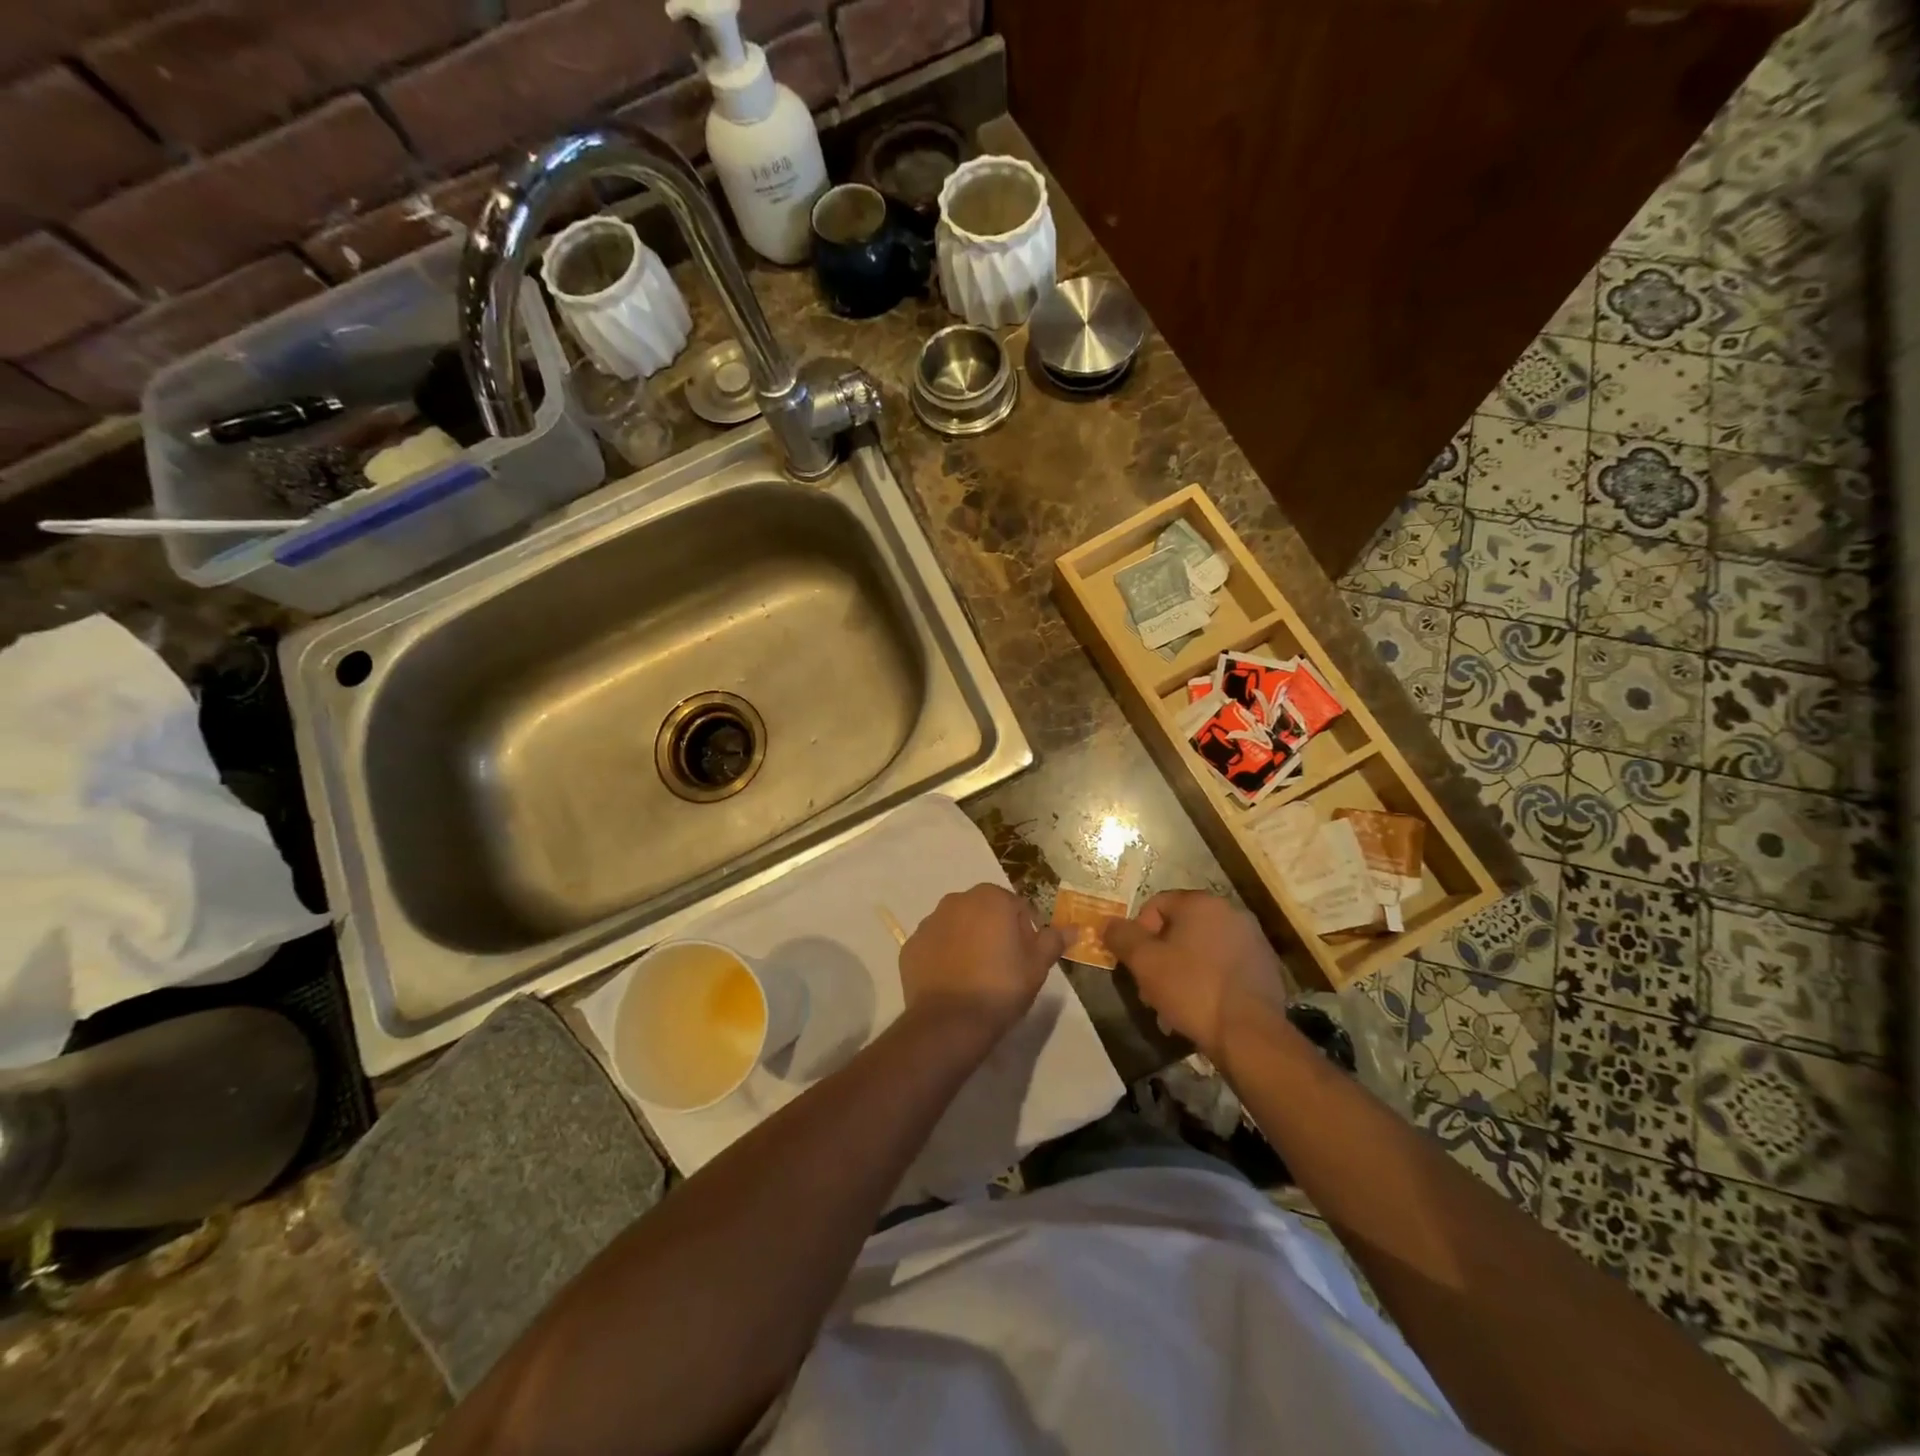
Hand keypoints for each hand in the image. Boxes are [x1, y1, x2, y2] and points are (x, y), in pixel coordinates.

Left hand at [898, 885, 1066, 1045]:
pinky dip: (943, 956)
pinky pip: (934, 945)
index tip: (1025, 958)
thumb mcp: (1037, 965)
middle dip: (994, 931)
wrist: (950, 1021)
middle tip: (1003, 967)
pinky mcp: (911, 945)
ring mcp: (929, 922)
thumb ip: (1054, 940)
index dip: (1024, 932)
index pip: (1016, 907)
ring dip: (967, 941)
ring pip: (957, 926)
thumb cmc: (1001, 987)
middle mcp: (956, 900)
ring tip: (975, 976)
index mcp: (990, 898)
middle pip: (984, 912)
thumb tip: (1076, 928)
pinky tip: (952, 982)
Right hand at [1101, 890, 1286, 1057]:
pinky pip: (1224, 967)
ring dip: (1182, 971)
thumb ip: (1121, 936)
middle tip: (1150, 988)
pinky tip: (1200, 1010)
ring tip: (1173, 1005)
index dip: (1138, 932)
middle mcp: (1231, 912)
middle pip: (1180, 928)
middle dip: (1160, 956)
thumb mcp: (1145, 962)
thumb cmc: (1192, 989)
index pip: (1156, 905)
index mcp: (1202, 903)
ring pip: (1202, 950)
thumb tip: (1107, 922)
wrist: (1250, 1034)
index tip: (1135, 963)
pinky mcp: (1265, 968)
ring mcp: (1253, 940)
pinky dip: (1208, 981)